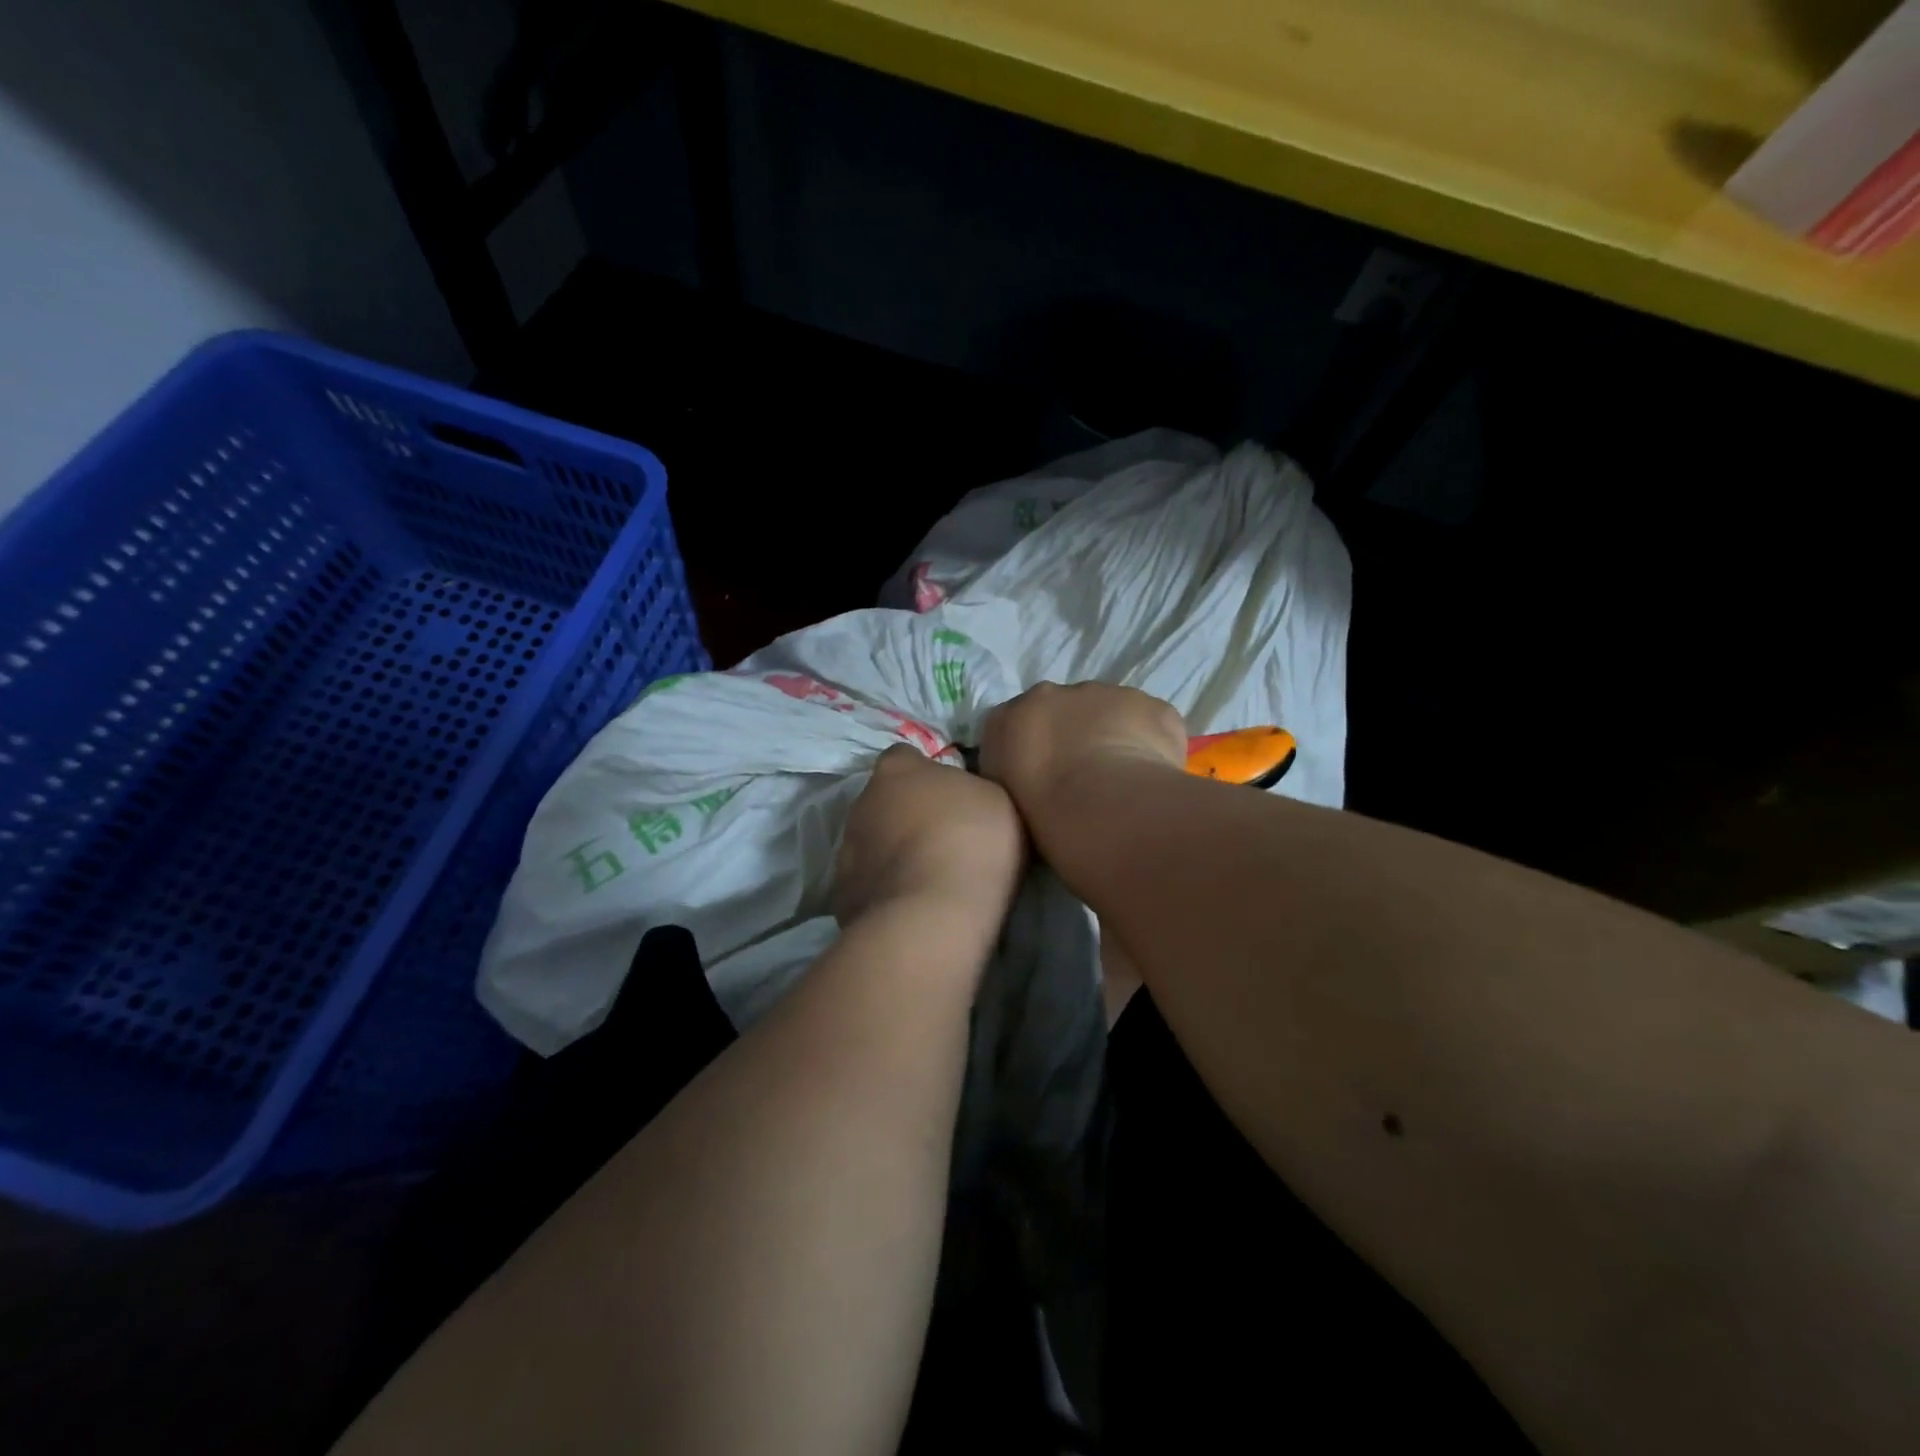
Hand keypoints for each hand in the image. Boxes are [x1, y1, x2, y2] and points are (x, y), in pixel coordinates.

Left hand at [832, 745, 1025, 929]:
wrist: (933, 914)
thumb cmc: (971, 841)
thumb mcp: (994, 798)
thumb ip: (968, 788)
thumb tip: (957, 796)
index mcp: (897, 769)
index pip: (905, 756)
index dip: (926, 773)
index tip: (948, 795)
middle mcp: (862, 801)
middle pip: (883, 800)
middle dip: (904, 815)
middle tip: (940, 839)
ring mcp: (846, 850)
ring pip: (870, 842)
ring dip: (891, 853)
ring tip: (925, 878)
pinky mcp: (841, 893)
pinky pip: (866, 883)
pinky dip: (884, 890)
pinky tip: (910, 906)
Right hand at [977, 682, 1186, 839]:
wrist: (1097, 805)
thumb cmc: (1039, 812)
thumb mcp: (1003, 794)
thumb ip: (1010, 771)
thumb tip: (1027, 771)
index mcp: (1008, 718)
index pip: (1018, 723)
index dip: (1036, 747)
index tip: (1047, 774)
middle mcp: (1052, 694)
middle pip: (1064, 709)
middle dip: (1075, 734)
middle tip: (1086, 777)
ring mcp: (1104, 693)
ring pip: (1110, 710)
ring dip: (1115, 734)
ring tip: (1122, 779)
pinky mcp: (1150, 706)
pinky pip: (1152, 722)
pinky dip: (1154, 743)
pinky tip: (1153, 775)